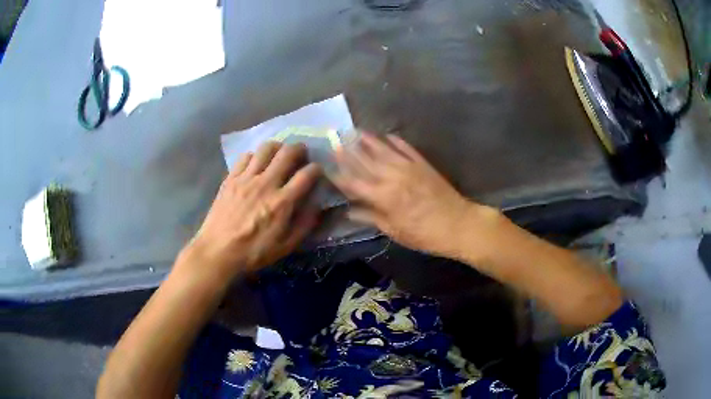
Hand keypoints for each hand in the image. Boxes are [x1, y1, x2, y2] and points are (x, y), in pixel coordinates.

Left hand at [181, 142, 320, 281]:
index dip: (317, 169)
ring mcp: (246, 178)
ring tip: (280, 154)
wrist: (217, 251)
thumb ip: (304, 225)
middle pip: (287, 153)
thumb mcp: (285, 247)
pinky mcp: (231, 178)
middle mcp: (266, 184)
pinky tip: (256, 165)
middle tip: (302, 153)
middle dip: (300, 149)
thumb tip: (318, 206)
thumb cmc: (253, 252)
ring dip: (278, 147)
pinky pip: (246, 156)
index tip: (318, 171)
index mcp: (282, 202)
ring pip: (266, 148)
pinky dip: (256, 156)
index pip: (306, 174)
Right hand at [332, 133, 495, 255]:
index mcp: (383, 196)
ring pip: (383, 150)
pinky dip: (396, 140)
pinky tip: (387, 134)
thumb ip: (371, 217)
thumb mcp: (395, 231)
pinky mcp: (423, 164)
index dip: (339, 174)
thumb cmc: (425, 234)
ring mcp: (408, 167)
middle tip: (335, 139)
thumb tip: (349, 211)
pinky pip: (406, 148)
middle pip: (365, 161)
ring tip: (354, 130)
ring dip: (368, 140)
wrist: (458, 224)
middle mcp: (392, 177)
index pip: (354, 183)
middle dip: (348, 150)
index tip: (326, 166)